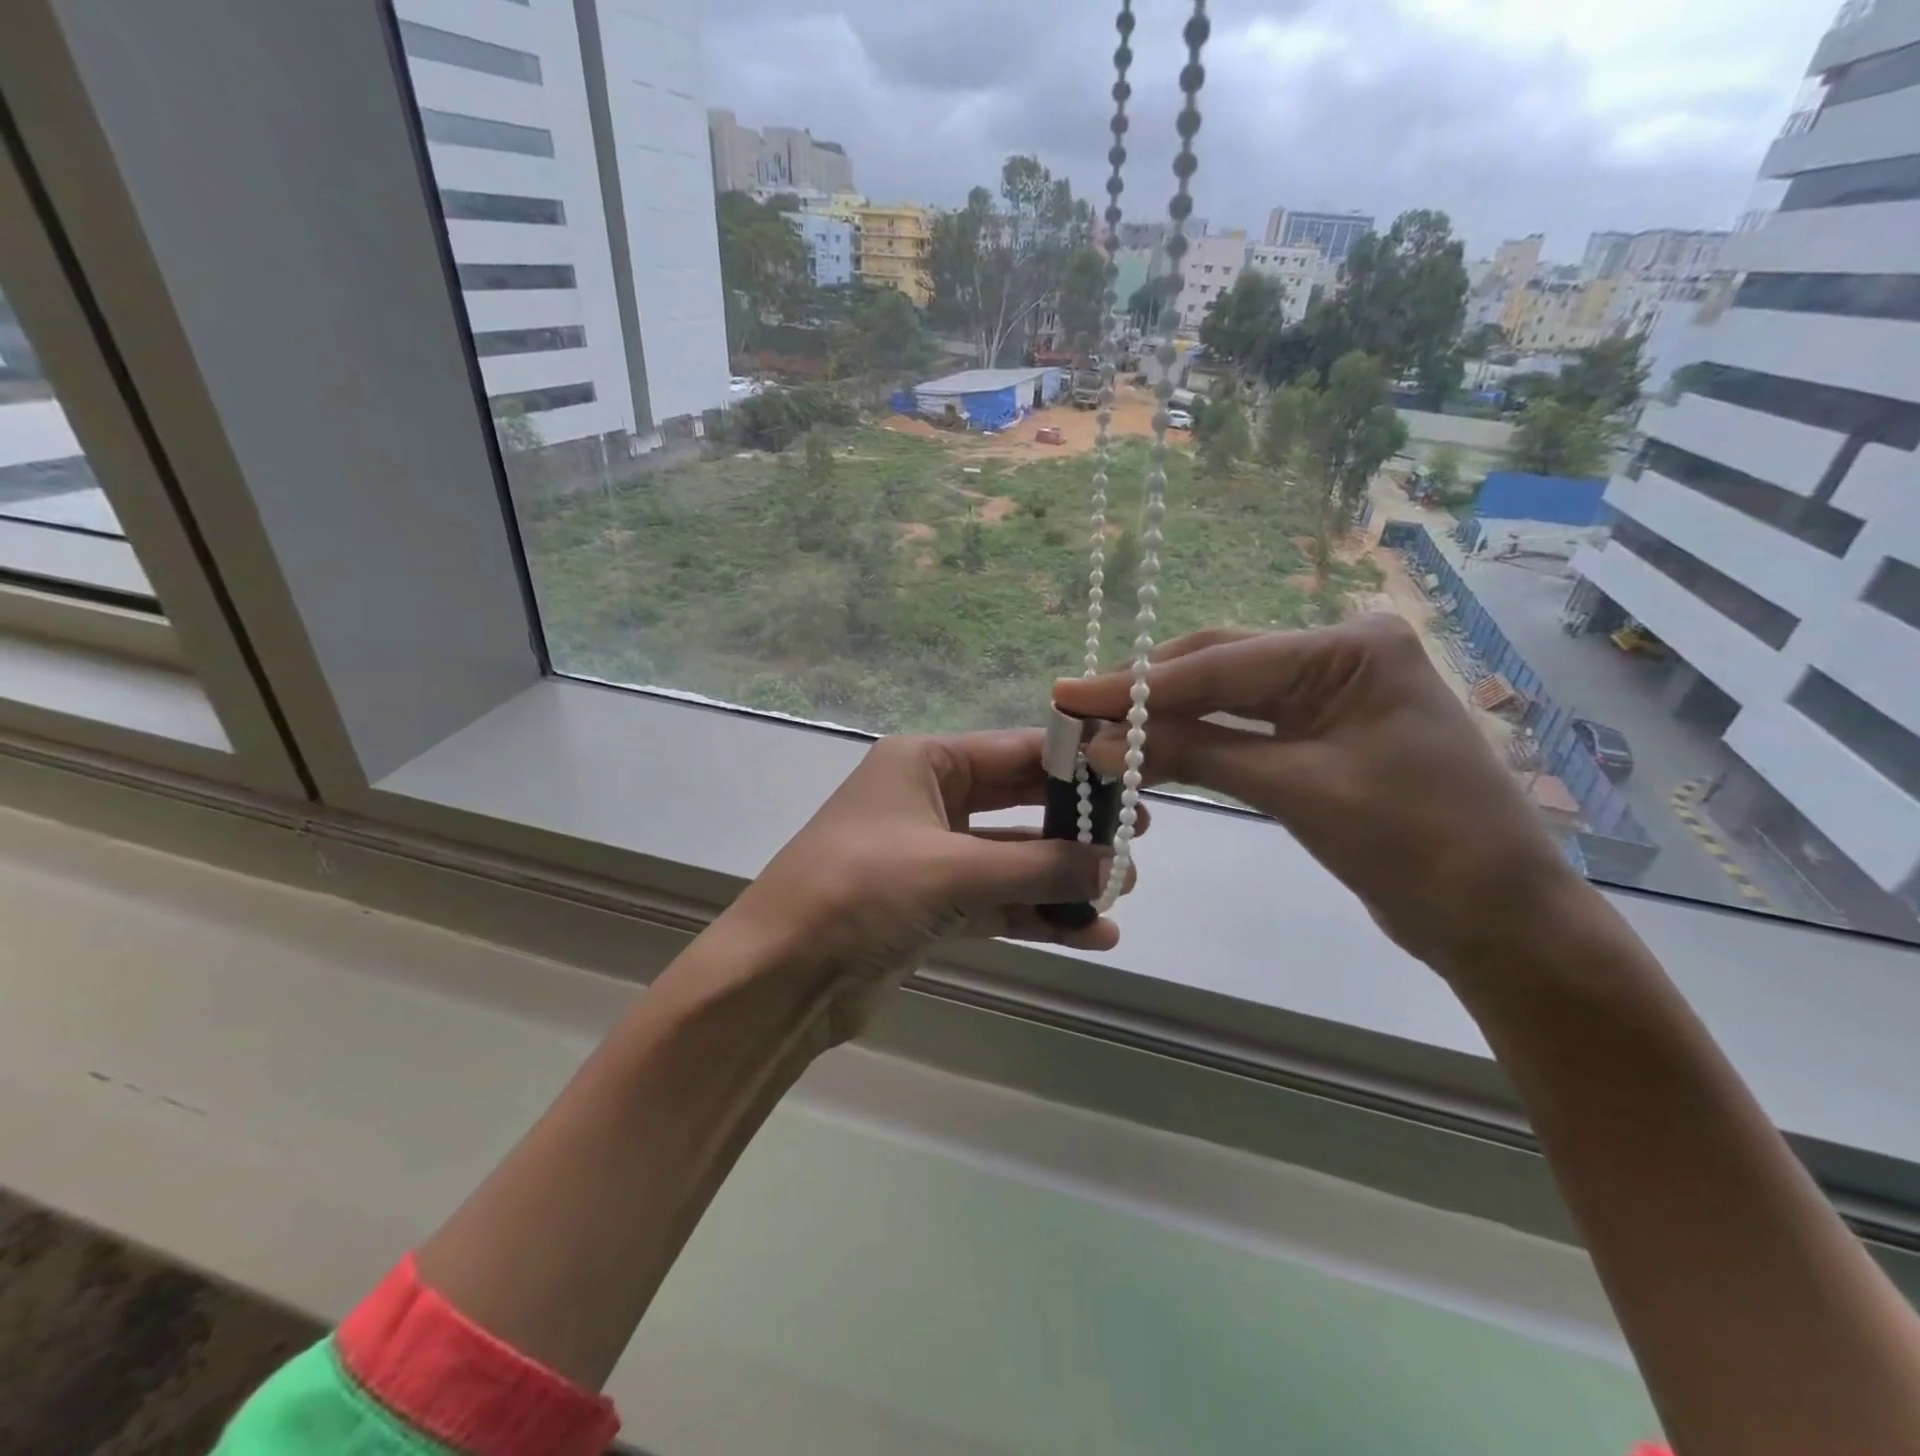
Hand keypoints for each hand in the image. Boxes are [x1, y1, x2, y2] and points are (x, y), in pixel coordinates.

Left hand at [719, 730, 1138, 1038]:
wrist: (780, 976)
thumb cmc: (860, 892)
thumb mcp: (953, 869)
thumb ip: (1038, 868)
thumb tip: (1115, 865)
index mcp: (924, 763)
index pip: (1015, 752)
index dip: (1075, 767)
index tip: (1131, 783)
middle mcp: (928, 800)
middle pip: (1017, 804)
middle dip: (1074, 826)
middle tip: (1139, 840)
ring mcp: (930, 856)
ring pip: (1011, 860)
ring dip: (1061, 877)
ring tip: (1122, 892)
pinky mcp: (930, 907)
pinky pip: (996, 902)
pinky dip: (1036, 916)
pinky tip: (1090, 934)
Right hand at [1054, 615, 1582, 975]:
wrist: (1498, 920)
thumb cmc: (1416, 843)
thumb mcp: (1297, 789)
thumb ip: (1196, 754)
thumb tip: (1101, 742)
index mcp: (1349, 648)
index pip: (1222, 664)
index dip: (1140, 684)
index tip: (1068, 693)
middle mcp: (1337, 657)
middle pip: (1220, 668)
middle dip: (1148, 693)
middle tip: (1075, 709)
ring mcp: (1328, 696)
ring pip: (1226, 699)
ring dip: (1165, 719)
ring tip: (1099, 729)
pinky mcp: (1319, 736)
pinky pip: (1243, 731)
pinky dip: (1196, 743)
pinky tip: (1149, 751)